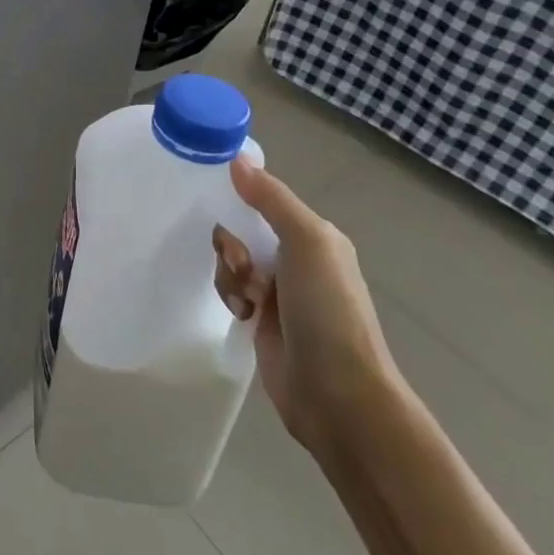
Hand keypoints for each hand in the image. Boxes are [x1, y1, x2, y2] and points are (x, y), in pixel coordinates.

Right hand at [213, 158, 400, 455]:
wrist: (337, 395)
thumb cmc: (327, 309)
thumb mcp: (306, 241)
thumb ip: (271, 198)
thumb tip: (237, 159)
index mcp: (316, 236)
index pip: (267, 199)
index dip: (241, 195)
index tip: (216, 197)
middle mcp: (298, 260)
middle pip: (243, 229)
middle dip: (232, 242)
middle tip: (240, 263)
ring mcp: (280, 293)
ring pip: (233, 261)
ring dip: (230, 274)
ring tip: (246, 299)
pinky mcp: (262, 321)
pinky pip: (231, 291)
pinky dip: (231, 297)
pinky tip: (242, 314)